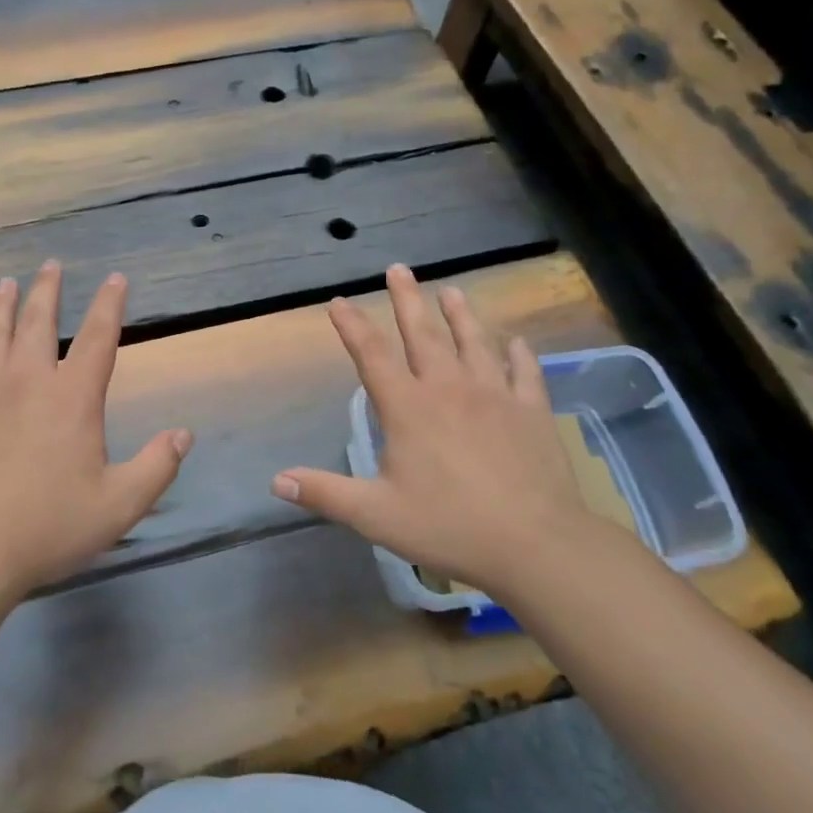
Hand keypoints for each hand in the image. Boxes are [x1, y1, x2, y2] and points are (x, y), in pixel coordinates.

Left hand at [0, 261, 192, 601]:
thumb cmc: (49, 526)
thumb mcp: (120, 504)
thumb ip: (157, 466)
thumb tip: (184, 435)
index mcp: (72, 397)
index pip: (99, 337)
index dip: (110, 304)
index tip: (116, 278)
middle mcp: (27, 382)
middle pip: (38, 322)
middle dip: (47, 290)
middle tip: (50, 265)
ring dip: (0, 308)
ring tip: (5, 284)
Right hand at [271, 264, 589, 598]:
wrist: (535, 543)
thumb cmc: (448, 526)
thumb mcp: (375, 515)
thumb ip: (325, 494)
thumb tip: (277, 480)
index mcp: (408, 408)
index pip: (371, 355)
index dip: (352, 325)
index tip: (340, 301)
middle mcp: (448, 389)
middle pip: (423, 334)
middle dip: (406, 299)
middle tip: (399, 269)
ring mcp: (494, 395)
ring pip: (474, 342)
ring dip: (461, 314)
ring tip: (452, 290)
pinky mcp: (531, 410)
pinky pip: (524, 371)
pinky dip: (518, 353)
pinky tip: (516, 341)